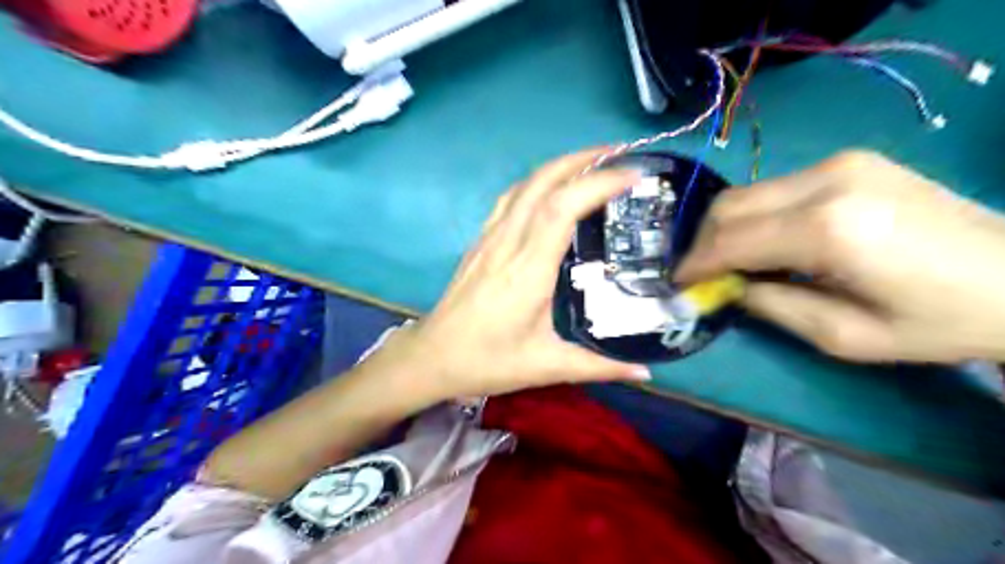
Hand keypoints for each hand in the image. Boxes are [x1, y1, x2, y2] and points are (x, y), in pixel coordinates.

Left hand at [380, 147, 652, 398]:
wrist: (431, 357)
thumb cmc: (486, 361)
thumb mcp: (546, 367)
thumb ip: (598, 367)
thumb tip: (646, 373)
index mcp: (527, 270)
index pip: (561, 208)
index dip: (596, 183)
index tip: (632, 174)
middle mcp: (507, 243)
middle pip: (541, 183)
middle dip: (581, 159)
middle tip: (619, 154)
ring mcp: (489, 239)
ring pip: (523, 186)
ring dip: (558, 167)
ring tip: (590, 164)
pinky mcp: (479, 242)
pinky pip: (509, 200)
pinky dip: (536, 184)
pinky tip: (551, 191)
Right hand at [675, 151, 1004, 361]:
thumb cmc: (935, 321)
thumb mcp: (842, 336)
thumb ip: (770, 305)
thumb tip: (727, 286)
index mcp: (829, 228)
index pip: (731, 239)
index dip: (695, 263)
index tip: (676, 284)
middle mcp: (827, 181)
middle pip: (730, 205)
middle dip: (702, 242)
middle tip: (698, 274)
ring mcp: (839, 163)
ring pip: (747, 193)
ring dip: (726, 228)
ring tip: (728, 262)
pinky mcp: (848, 161)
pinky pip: (774, 188)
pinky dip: (754, 216)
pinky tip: (765, 242)